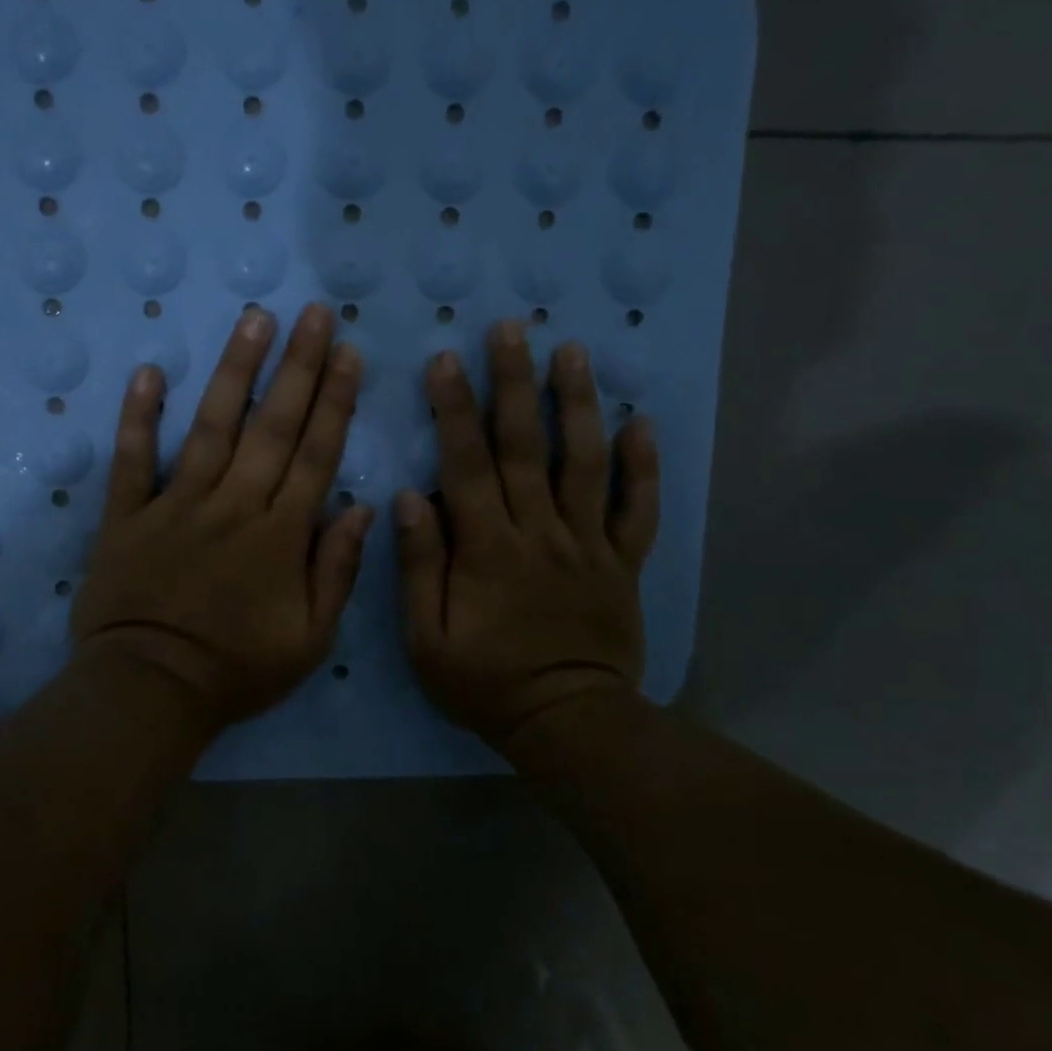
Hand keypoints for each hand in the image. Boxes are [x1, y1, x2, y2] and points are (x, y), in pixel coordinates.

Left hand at [71, 303, 374, 731]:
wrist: (150, 691)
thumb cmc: (237, 670)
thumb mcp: (310, 640)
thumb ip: (337, 570)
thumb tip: (362, 506)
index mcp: (280, 535)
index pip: (315, 453)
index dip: (335, 401)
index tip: (350, 353)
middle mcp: (233, 505)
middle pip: (272, 426)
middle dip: (299, 366)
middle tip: (315, 313)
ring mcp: (177, 505)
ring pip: (212, 427)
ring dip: (235, 371)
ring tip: (255, 319)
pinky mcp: (128, 516)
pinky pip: (133, 459)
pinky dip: (139, 416)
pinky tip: (150, 371)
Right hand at [394, 322, 660, 748]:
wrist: (567, 723)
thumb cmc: (485, 682)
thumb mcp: (426, 638)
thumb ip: (419, 565)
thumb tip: (408, 497)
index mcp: (488, 547)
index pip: (466, 464)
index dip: (454, 408)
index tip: (446, 359)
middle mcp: (541, 531)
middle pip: (525, 446)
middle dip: (515, 382)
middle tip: (512, 328)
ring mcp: (589, 544)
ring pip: (585, 462)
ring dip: (577, 404)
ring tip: (573, 351)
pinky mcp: (623, 563)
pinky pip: (639, 509)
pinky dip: (644, 465)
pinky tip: (642, 422)